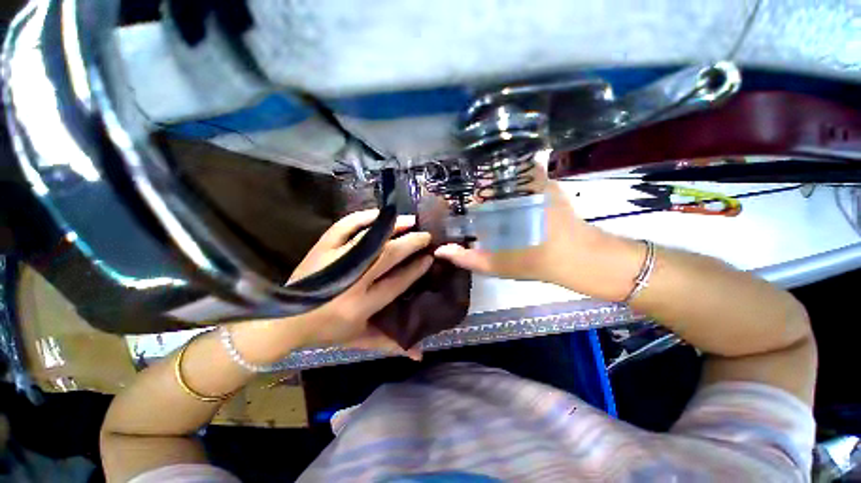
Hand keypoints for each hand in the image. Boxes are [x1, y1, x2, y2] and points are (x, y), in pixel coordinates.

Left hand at [231, 210, 431, 362]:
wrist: (283, 320)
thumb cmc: (326, 331)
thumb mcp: (359, 340)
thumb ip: (390, 344)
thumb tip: (421, 354)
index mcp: (361, 306)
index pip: (397, 282)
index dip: (416, 269)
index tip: (430, 258)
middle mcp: (352, 281)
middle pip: (388, 256)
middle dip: (412, 244)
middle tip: (427, 237)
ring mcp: (335, 261)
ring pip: (371, 239)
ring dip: (394, 228)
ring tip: (411, 221)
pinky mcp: (322, 248)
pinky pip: (345, 227)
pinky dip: (364, 218)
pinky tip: (380, 214)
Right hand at [434, 167, 642, 300]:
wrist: (577, 256)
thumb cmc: (532, 261)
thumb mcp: (495, 264)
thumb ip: (465, 257)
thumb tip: (440, 250)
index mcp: (494, 207)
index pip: (471, 198)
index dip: (468, 206)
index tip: (469, 217)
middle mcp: (509, 190)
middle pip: (487, 185)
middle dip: (483, 197)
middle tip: (485, 215)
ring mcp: (529, 183)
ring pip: (505, 179)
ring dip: (500, 189)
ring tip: (501, 208)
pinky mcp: (547, 183)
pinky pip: (524, 176)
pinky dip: (517, 185)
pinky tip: (519, 202)